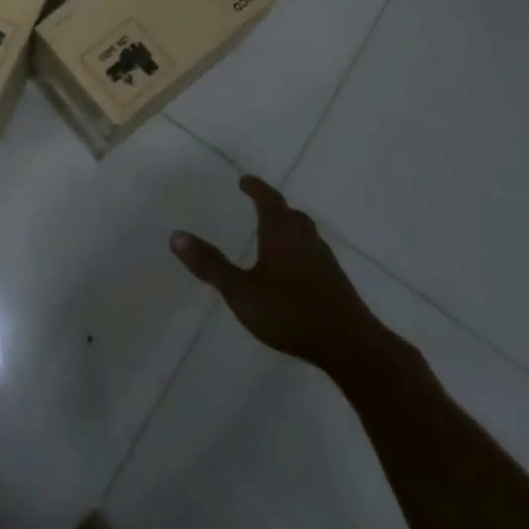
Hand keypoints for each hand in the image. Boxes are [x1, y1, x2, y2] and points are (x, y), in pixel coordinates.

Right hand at [171, 176, 387, 377]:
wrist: (352, 347)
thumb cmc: (291, 313)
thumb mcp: (241, 292)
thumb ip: (211, 266)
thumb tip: (176, 236)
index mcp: (281, 232)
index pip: (268, 199)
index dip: (255, 188)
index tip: (244, 181)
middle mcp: (305, 239)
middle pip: (290, 214)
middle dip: (274, 207)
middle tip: (259, 204)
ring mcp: (324, 261)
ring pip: (305, 234)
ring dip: (289, 228)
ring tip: (273, 234)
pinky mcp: (336, 283)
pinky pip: (313, 253)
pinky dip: (299, 250)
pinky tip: (293, 269)